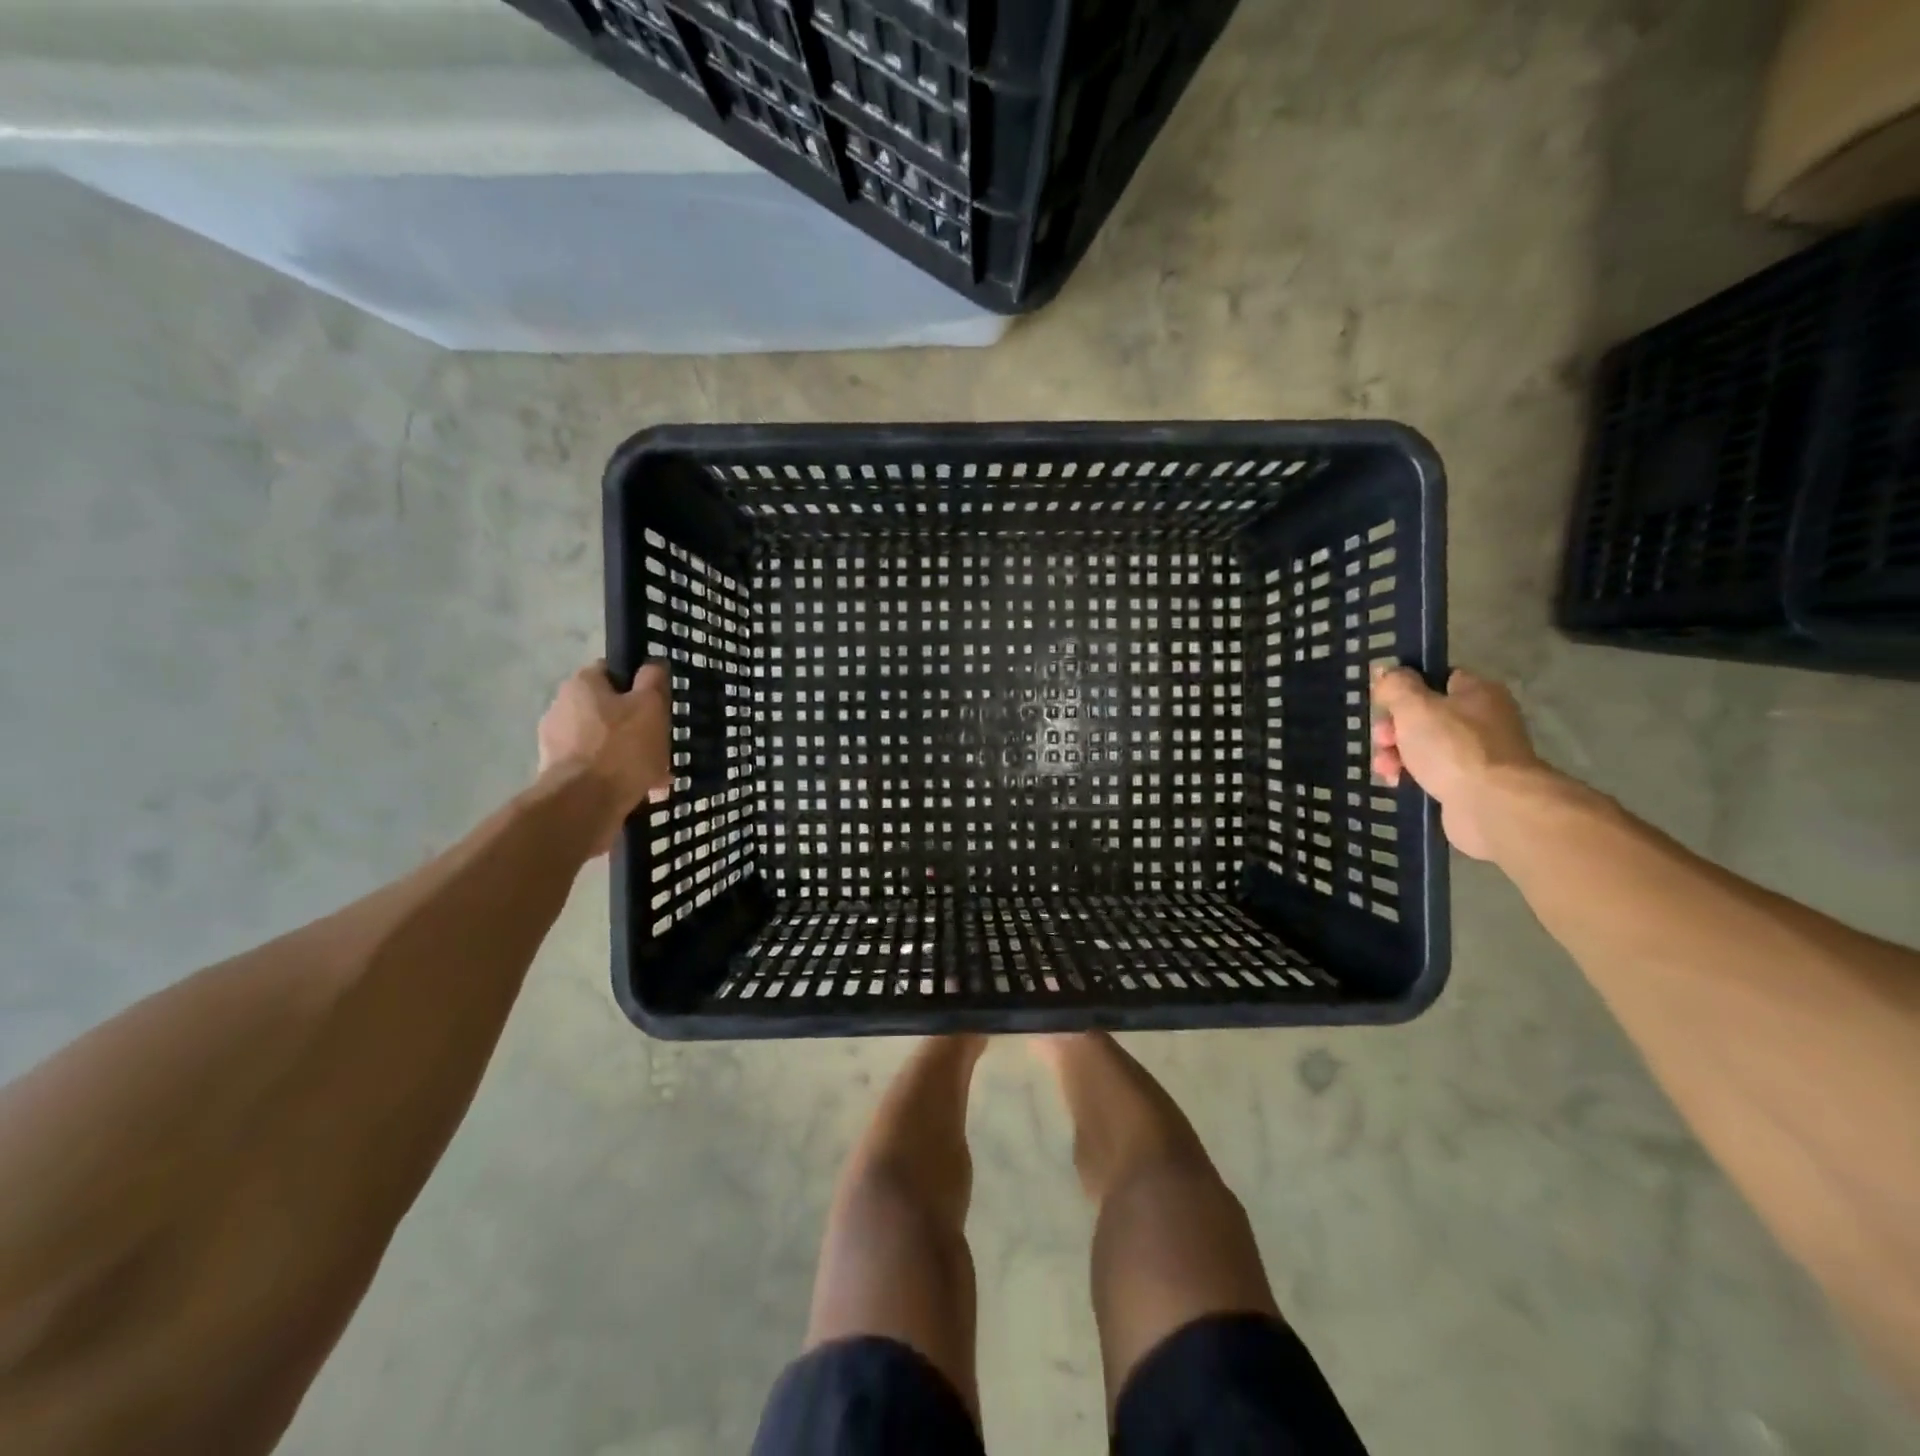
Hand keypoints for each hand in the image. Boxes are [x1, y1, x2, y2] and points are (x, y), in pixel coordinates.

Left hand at [536, 660, 671, 853]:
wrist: (583, 805)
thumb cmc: (621, 748)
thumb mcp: (650, 707)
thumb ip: (653, 681)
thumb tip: (652, 664)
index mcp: (581, 684)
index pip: (612, 671)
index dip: (637, 685)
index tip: (657, 705)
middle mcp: (561, 708)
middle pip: (609, 710)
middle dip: (636, 727)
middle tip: (661, 745)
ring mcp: (556, 744)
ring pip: (605, 742)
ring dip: (629, 755)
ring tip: (657, 777)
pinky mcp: (558, 774)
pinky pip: (596, 768)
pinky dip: (617, 776)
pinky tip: (641, 791)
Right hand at [1370, 667, 1546, 860]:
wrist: (1492, 805)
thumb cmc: (1452, 747)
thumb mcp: (1414, 707)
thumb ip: (1396, 685)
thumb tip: (1385, 669)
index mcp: (1477, 692)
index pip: (1437, 678)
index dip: (1406, 688)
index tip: (1383, 703)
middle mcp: (1482, 719)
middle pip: (1425, 715)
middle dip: (1394, 728)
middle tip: (1383, 739)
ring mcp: (1478, 754)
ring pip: (1424, 746)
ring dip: (1397, 754)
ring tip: (1386, 768)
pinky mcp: (1470, 784)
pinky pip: (1431, 772)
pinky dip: (1411, 775)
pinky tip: (1396, 782)